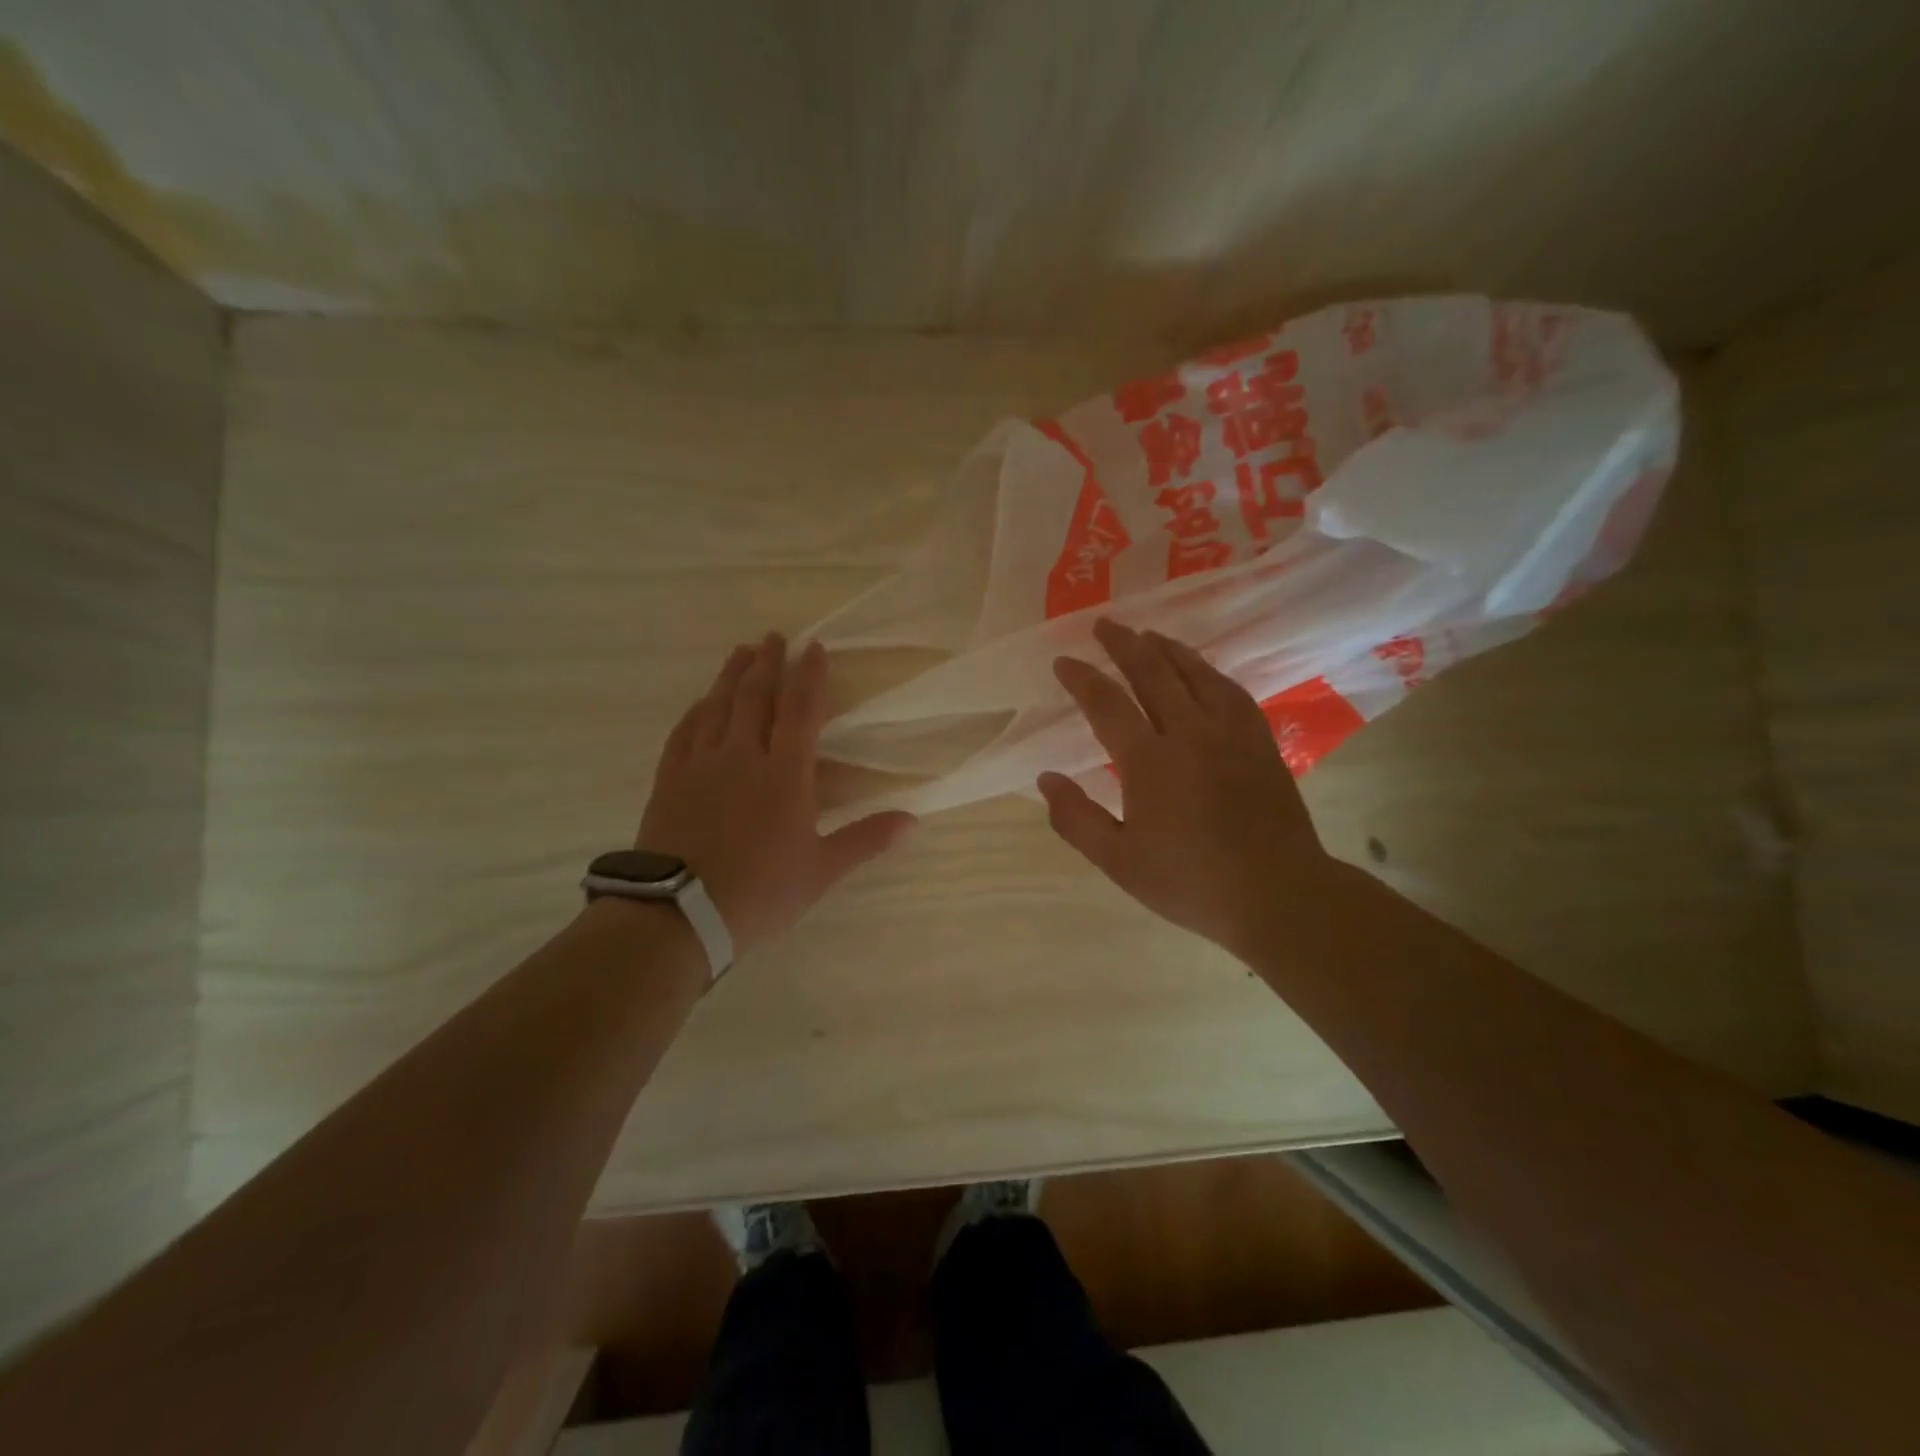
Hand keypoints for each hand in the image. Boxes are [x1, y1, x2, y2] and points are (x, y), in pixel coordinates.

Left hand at [639, 633, 916, 956]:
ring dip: (732, 676)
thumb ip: (866, 839)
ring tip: (741, 652)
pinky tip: (701, 702)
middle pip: (756, 697)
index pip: (801, 711)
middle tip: (774, 636)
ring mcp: (701, 764)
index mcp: (785, 774)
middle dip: (768, 662)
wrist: (680, 913)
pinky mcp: (670, 779)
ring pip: (718, 706)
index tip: (814, 647)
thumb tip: (914, 820)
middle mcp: (743, 756)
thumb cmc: (760, 891)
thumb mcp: (821, 870)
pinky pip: (684, 732)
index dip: (809, 676)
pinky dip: (697, 710)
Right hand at [1038, 618, 1331, 958]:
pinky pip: (1230, 690)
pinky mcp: (1260, 741)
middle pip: (1152, 673)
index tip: (1063, 662)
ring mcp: (1231, 733)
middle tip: (1104, 625)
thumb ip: (1076, 818)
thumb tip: (1045, 779)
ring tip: (1147, 634)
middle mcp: (1190, 733)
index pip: (1107, 704)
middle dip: (1123, 644)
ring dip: (1167, 649)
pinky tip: (1202, 670)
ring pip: (1195, 673)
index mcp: (1150, 762)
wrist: (1278, 894)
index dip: (1082, 679)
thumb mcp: (1119, 862)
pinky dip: (1208, 672)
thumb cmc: (1190, 882)